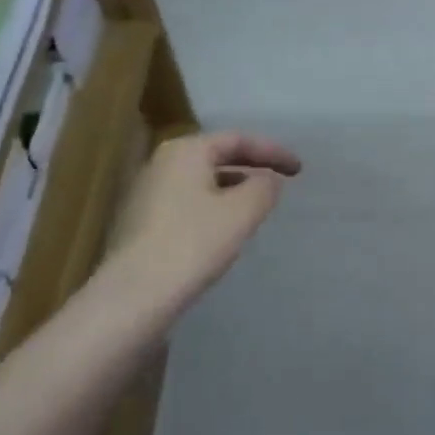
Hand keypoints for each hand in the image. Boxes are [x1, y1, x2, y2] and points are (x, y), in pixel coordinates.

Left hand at [110, 132, 300, 309]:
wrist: (136, 294)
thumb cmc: (193, 243)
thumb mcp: (242, 212)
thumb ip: (264, 188)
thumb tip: (268, 180)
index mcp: (186, 151)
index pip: (237, 139)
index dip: (272, 151)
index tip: (299, 169)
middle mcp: (162, 163)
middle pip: (217, 156)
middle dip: (252, 167)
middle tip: (281, 182)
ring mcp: (148, 192)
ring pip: (202, 180)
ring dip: (234, 188)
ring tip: (259, 205)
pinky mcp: (143, 221)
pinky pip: (189, 201)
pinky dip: (214, 206)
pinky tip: (227, 228)